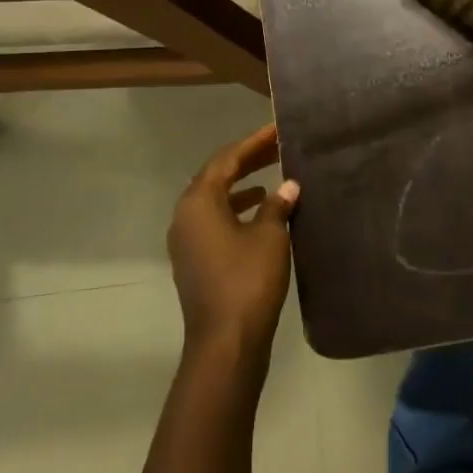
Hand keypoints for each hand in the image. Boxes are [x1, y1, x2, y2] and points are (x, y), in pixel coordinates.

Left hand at [168, 124, 298, 361]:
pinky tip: (260, 213)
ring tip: (271, 177)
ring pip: (214, 200)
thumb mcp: (270, 237)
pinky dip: (235, 210)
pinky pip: (213, 221)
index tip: (276, 130)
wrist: (225, 342)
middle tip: (276, 148)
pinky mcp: (193, 261)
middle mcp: (185, 216)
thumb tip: (288, 186)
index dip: (253, 143)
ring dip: (241, 186)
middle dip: (247, 161)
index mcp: (198, 202)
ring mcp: (186, 240)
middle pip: (216, 177)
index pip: (226, 160)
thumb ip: (277, 206)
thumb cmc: (248, 280)